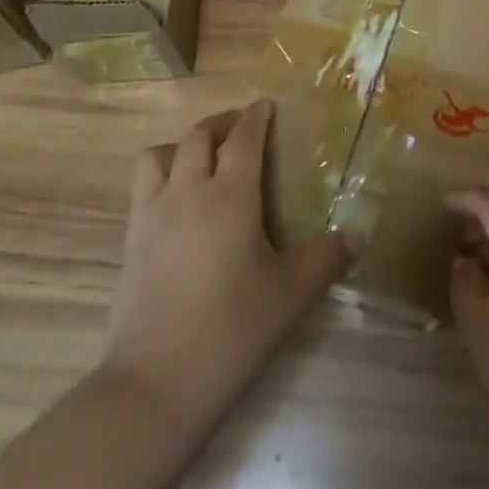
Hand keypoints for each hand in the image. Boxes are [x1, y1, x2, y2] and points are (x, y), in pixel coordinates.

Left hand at [100, 99, 357, 430]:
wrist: (155, 382)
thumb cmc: (231, 330)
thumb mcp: (289, 295)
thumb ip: (326, 259)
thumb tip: (358, 237)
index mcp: (230, 196)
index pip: (243, 138)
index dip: (255, 116)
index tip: (266, 105)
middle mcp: (187, 192)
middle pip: (198, 135)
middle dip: (221, 123)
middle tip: (241, 130)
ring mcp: (152, 214)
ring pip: (159, 155)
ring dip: (181, 147)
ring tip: (201, 162)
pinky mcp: (130, 240)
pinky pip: (142, 188)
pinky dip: (160, 178)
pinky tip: (177, 206)